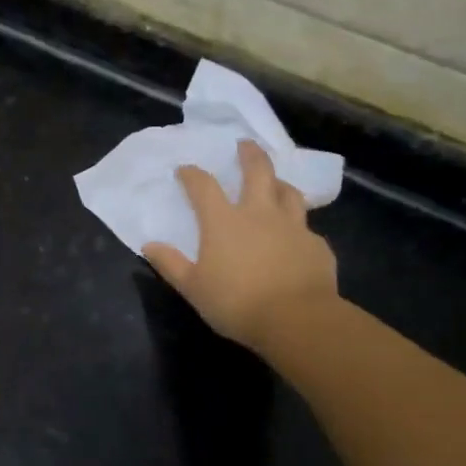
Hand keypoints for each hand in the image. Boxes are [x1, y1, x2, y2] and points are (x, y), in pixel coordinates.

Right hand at [144, 138, 339, 351]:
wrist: (298, 321)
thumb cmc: (237, 303)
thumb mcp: (193, 288)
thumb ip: (170, 264)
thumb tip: (149, 245)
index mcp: (223, 221)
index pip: (203, 186)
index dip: (191, 174)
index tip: (184, 170)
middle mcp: (259, 214)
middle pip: (257, 171)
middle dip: (250, 154)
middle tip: (245, 144)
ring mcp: (292, 227)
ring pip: (289, 193)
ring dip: (279, 183)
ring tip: (275, 183)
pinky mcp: (316, 246)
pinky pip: (306, 229)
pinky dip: (298, 228)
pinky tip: (296, 240)